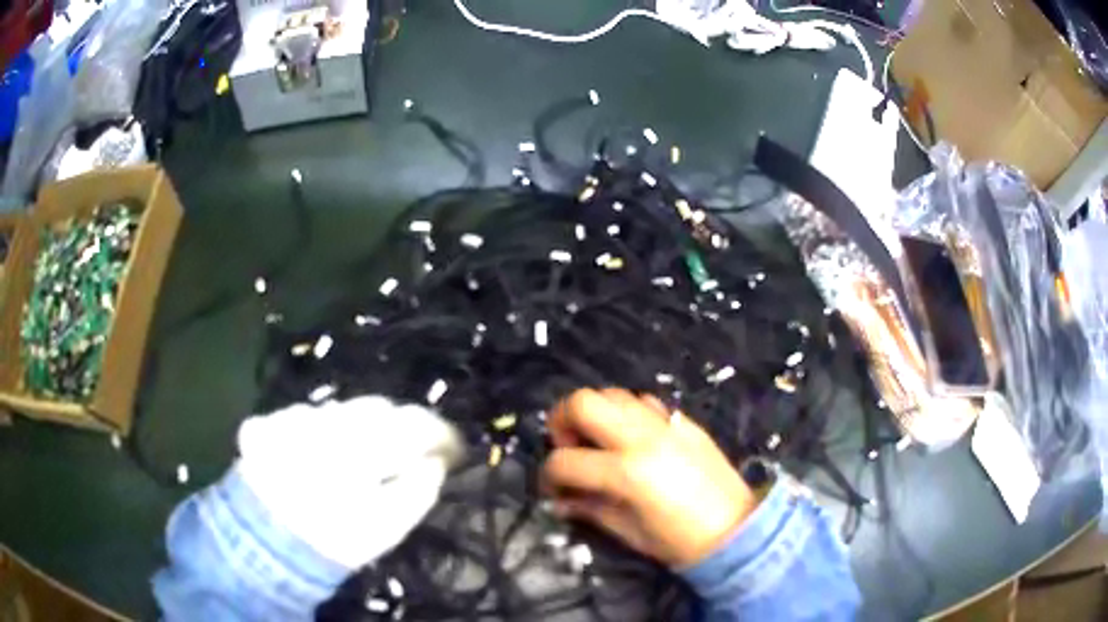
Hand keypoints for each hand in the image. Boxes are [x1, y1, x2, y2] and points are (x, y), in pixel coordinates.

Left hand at [237, 396, 464, 569]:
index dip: (440, 433)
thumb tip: (436, 461)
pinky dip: (324, 432)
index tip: (454, 449)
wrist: (264, 542)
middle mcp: (329, 418)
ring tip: (362, 456)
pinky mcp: (272, 420)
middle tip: (411, 452)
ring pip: (343, 410)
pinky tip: (322, 456)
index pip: (414, 422)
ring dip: (360, 428)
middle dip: (399, 426)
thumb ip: (420, 488)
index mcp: (364, 444)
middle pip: (378, 408)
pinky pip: (311, 416)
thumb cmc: (336, 538)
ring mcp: (297, 416)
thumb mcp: (389, 526)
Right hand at [542, 388, 756, 567]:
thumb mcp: (627, 532)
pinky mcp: (684, 422)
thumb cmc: (679, 542)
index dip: (549, 476)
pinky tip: (632, 439)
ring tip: (600, 442)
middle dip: (562, 421)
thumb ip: (589, 509)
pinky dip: (628, 413)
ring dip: (596, 414)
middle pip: (583, 401)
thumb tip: (559, 500)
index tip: (553, 489)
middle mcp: (643, 437)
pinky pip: (645, 402)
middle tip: (568, 446)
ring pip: (614, 394)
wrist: (736, 531)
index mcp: (626, 472)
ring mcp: (666, 425)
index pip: (565, 460)